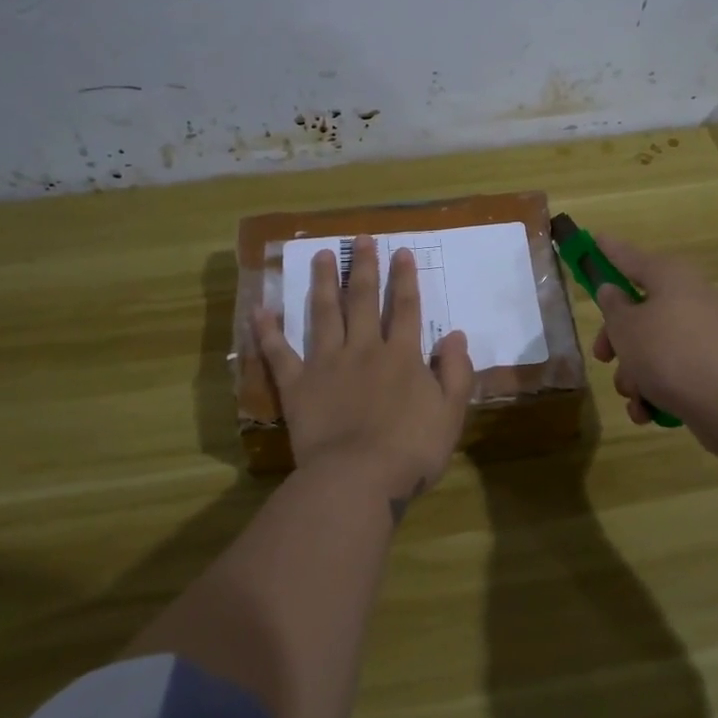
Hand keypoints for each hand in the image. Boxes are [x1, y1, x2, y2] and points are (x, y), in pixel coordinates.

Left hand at [254, 235, 475, 519]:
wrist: (358, 478)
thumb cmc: (411, 450)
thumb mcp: (451, 413)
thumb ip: (457, 373)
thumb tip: (456, 336)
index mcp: (402, 356)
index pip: (407, 308)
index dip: (406, 279)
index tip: (401, 251)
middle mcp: (364, 349)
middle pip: (364, 300)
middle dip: (364, 267)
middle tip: (360, 239)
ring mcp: (327, 364)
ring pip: (324, 314)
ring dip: (324, 282)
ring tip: (322, 255)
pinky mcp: (298, 385)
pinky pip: (280, 353)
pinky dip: (268, 331)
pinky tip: (261, 309)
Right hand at [590, 234, 717, 456]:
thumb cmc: (668, 353)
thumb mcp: (626, 326)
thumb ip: (612, 306)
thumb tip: (613, 291)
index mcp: (669, 276)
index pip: (630, 257)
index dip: (609, 250)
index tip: (594, 238)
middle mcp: (689, 298)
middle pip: (639, 310)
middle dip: (616, 340)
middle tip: (602, 356)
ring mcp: (703, 334)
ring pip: (652, 346)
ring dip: (634, 373)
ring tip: (633, 394)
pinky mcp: (710, 366)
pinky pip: (672, 371)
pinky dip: (655, 390)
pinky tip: (646, 412)